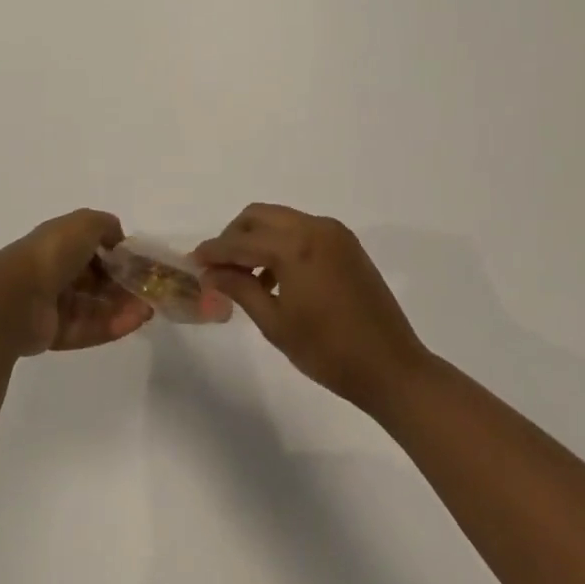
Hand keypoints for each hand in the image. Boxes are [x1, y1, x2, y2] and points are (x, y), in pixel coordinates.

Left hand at [0, 209, 153, 357]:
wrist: (16, 298)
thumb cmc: (53, 253)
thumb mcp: (85, 223)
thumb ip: (107, 226)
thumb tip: (119, 240)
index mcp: (59, 242)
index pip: (93, 248)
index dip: (118, 255)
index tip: (141, 263)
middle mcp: (55, 271)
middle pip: (96, 280)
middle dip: (124, 284)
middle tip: (149, 290)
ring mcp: (54, 304)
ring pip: (95, 305)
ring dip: (123, 306)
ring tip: (148, 309)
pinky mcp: (55, 333)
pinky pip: (89, 328)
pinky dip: (113, 325)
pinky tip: (135, 321)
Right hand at [195, 204, 429, 411]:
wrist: (391, 367)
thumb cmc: (329, 352)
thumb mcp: (276, 323)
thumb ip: (240, 289)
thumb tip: (211, 273)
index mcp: (295, 246)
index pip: (241, 241)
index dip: (214, 251)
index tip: (193, 262)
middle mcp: (314, 227)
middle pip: (259, 216)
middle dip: (234, 236)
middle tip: (218, 266)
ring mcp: (334, 233)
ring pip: (281, 219)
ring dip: (258, 239)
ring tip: (244, 276)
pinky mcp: (347, 243)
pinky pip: (303, 230)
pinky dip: (282, 243)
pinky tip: (275, 277)